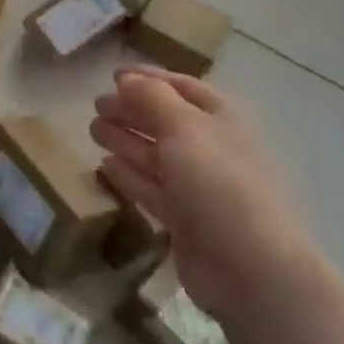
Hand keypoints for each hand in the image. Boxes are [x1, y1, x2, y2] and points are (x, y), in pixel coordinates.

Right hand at [91, 66, 308, 322]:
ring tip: (93, 129)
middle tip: (96, 105)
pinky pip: (149, 188)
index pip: (181, 87)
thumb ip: (151, 97)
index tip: (114, 76)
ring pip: (154, 154)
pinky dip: (128, 174)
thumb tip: (126, 79)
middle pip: (164, 120)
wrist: (249, 267)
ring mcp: (196, 185)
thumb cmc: (219, 181)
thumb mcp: (184, 126)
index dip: (149, 78)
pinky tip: (105, 165)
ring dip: (124, 139)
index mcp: (220, 118)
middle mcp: (209, 147)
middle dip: (131, 109)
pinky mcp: (182, 218)